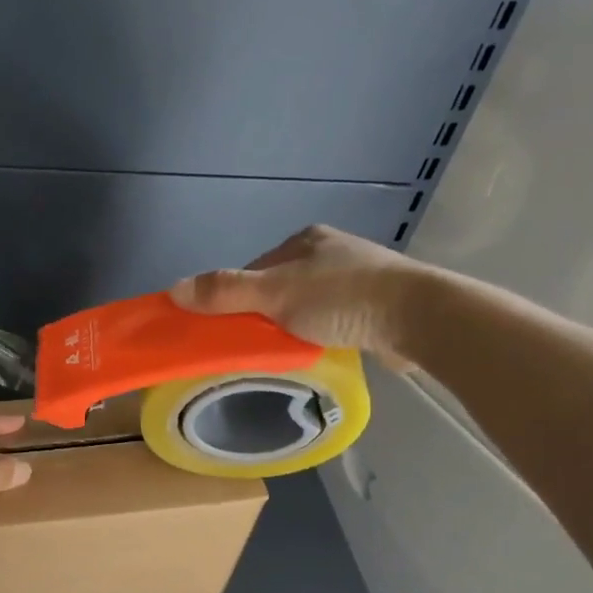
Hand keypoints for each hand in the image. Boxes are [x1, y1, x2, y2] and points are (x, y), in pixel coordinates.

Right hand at [170, 225, 428, 369]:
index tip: (230, 328)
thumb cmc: (343, 298)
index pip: (254, 269)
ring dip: (293, 327)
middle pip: (278, 288)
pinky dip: (320, 334)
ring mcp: (358, 278)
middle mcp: (331, 252)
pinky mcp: (377, 305)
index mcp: (305, 240)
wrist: (420, 317)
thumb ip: (225, 291)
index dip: (236, 298)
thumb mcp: (274, 293)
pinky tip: (320, 350)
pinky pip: (332, 320)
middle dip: (265, 315)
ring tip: (287, 352)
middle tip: (256, 345)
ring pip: (305, 306)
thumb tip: (172, 290)